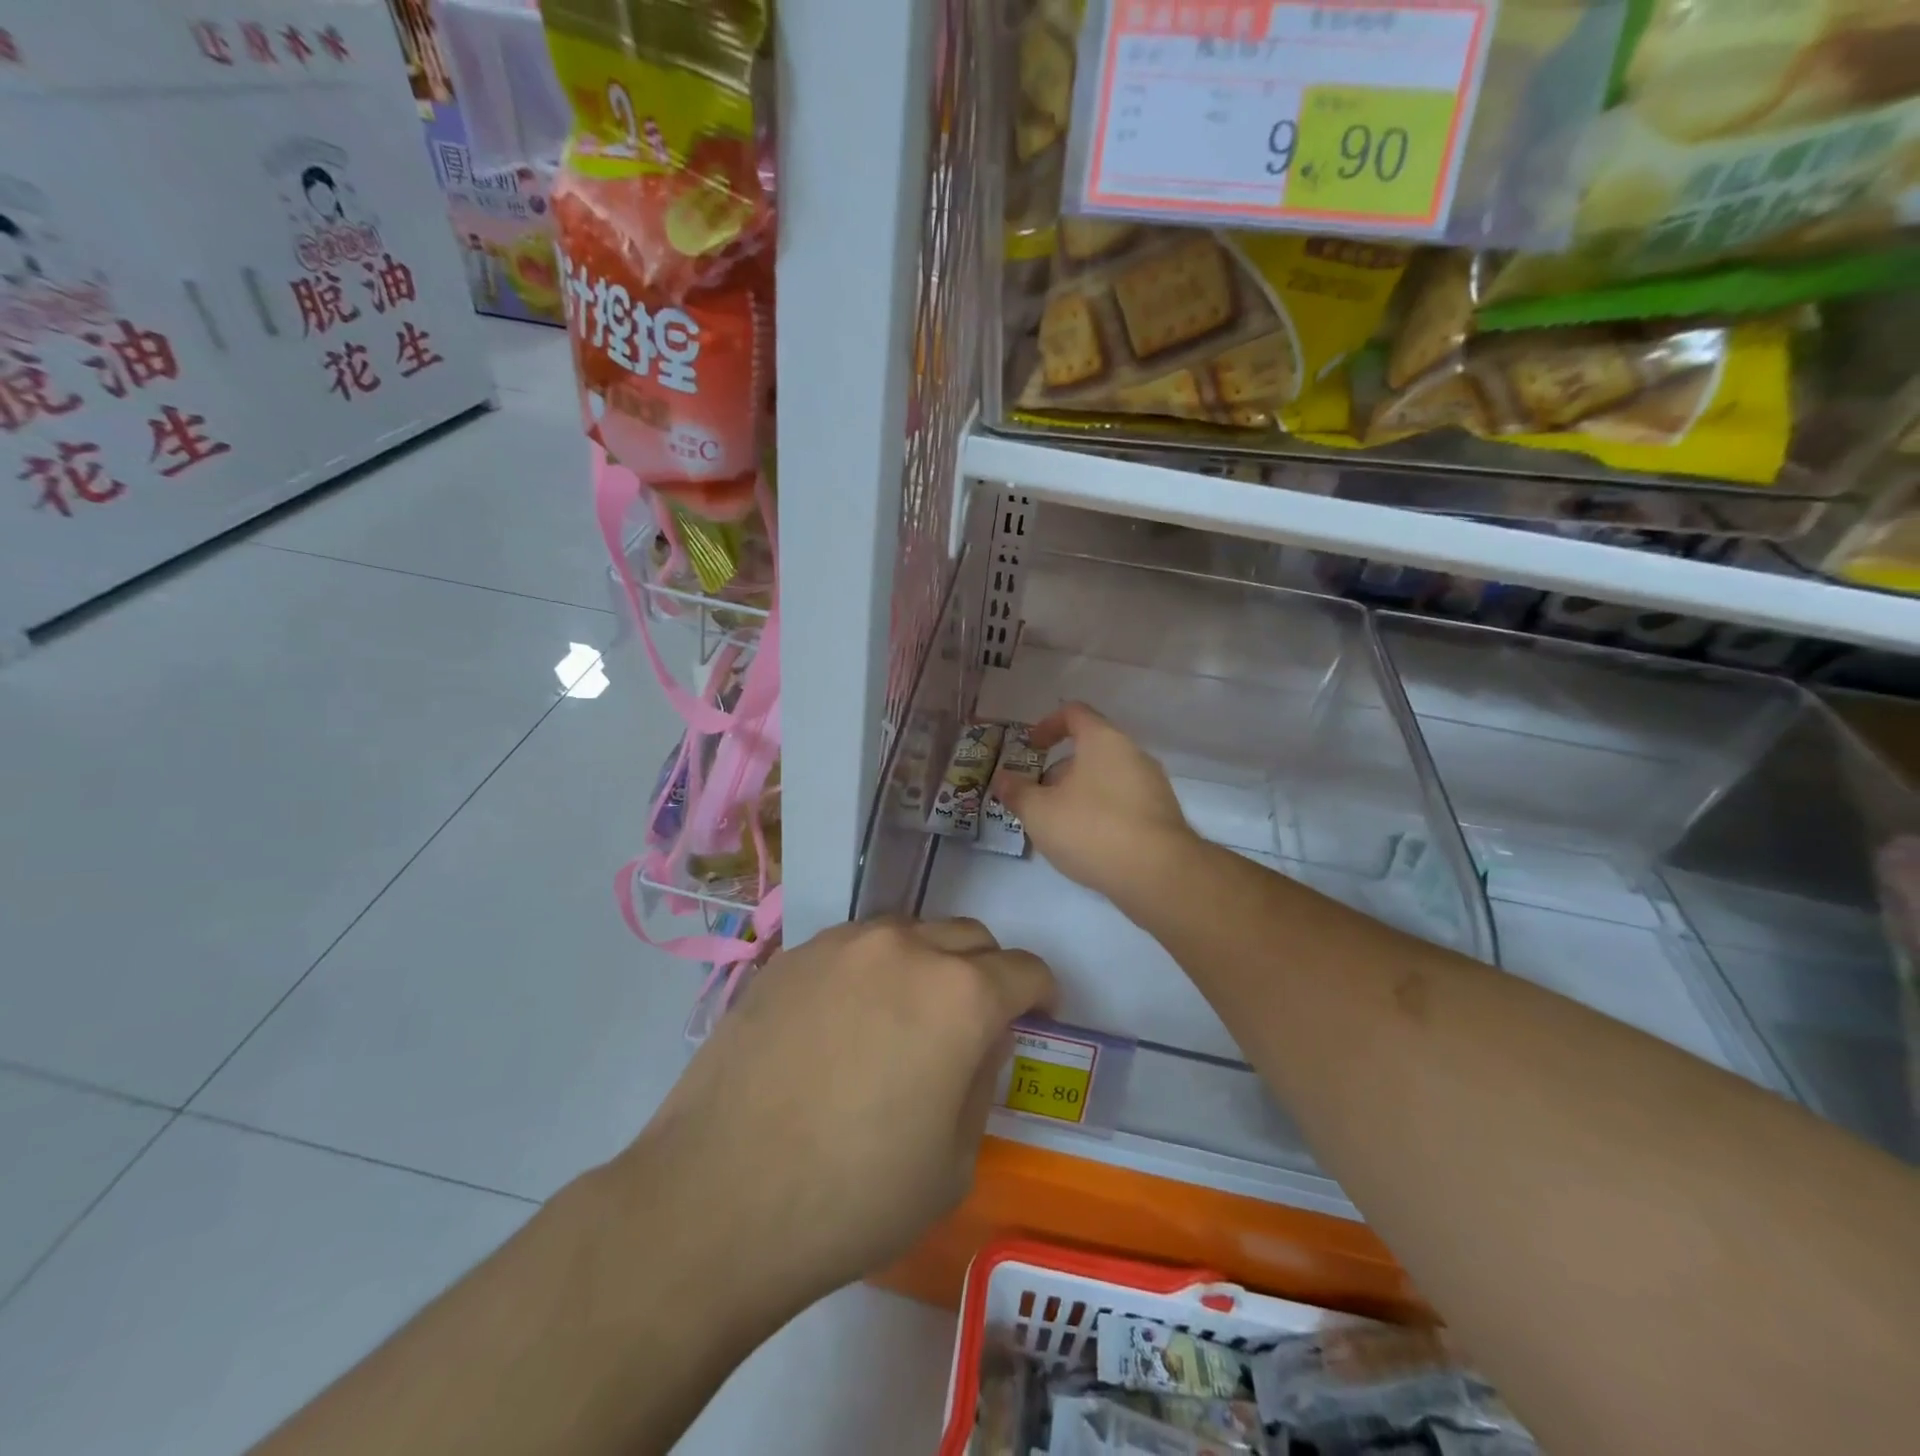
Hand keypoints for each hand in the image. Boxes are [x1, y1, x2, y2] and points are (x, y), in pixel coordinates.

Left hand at [620, 917, 1054, 1311]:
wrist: (717, 1198)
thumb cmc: (853, 1197)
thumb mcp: (953, 1161)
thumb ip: (981, 1081)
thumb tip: (978, 1041)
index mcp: (960, 994)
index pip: (1025, 970)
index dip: (1041, 993)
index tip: (1038, 1015)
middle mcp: (905, 948)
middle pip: (970, 937)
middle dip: (987, 972)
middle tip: (973, 1022)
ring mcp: (842, 945)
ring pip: (909, 933)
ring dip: (926, 964)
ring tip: (903, 1019)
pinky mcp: (791, 955)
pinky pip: (853, 948)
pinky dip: (871, 971)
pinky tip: (844, 1023)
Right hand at [996, 701, 1197, 903]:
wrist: (1158, 874)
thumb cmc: (1092, 829)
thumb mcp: (1039, 812)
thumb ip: (1016, 792)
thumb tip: (1001, 778)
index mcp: (1103, 740)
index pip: (1074, 713)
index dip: (1048, 725)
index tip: (1031, 747)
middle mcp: (1132, 753)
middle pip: (1090, 749)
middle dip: (1059, 771)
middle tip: (1038, 798)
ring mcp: (1152, 784)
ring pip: (1107, 778)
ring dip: (1079, 793)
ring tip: (1059, 825)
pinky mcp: (1162, 814)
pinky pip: (1123, 802)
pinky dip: (1102, 812)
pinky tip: (1088, 843)